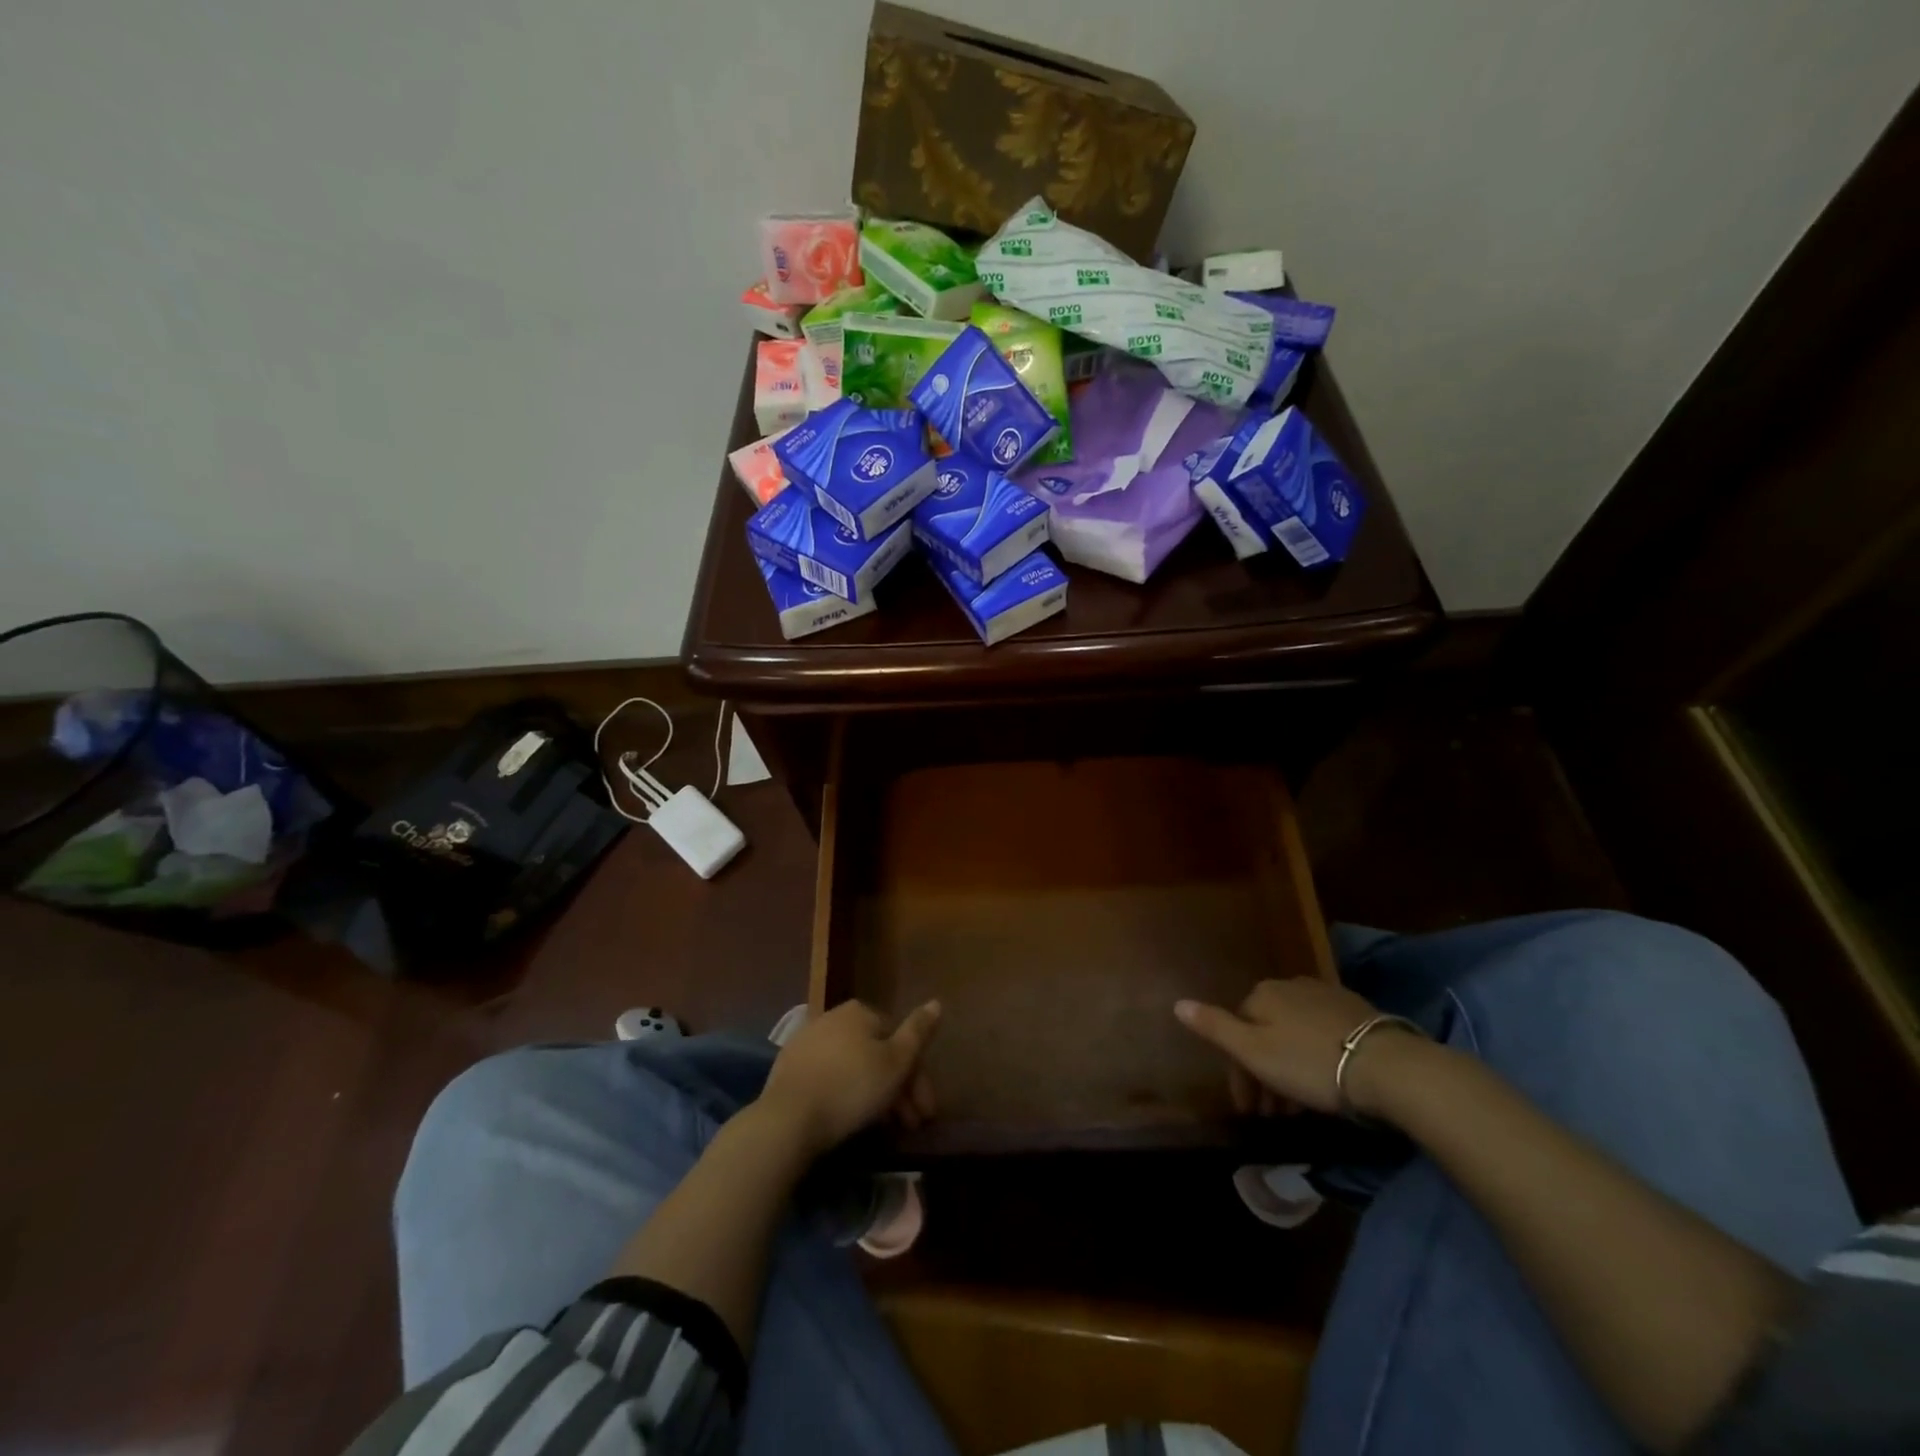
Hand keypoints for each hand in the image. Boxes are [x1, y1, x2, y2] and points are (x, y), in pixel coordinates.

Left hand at [758, 1000, 940, 1155]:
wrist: (787, 1119)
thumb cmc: (851, 1087)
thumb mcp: (896, 1062)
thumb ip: (918, 1032)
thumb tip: (936, 1002)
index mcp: (860, 1011)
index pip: (899, 1041)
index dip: (918, 1078)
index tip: (926, 1112)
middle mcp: (832, 1017)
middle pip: (876, 1054)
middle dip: (898, 1090)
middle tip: (910, 1125)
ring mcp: (807, 1042)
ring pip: (853, 1067)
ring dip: (874, 1095)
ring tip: (885, 1130)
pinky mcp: (788, 1069)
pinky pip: (829, 1079)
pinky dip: (845, 1095)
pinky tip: (850, 1120)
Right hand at [1175, 978, 1417, 1115]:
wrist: (1388, 1066)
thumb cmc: (1310, 1062)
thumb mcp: (1254, 1051)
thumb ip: (1214, 1027)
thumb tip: (1177, 1003)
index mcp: (1262, 994)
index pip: (1236, 1030)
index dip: (1238, 1073)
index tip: (1248, 1110)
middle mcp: (1290, 986)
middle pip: (1265, 1031)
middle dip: (1263, 1073)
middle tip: (1272, 1115)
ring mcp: (1326, 996)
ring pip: (1294, 1034)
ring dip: (1288, 1069)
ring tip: (1299, 1109)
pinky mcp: (1357, 1012)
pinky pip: (1321, 1035)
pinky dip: (1313, 1057)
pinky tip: (1326, 1082)